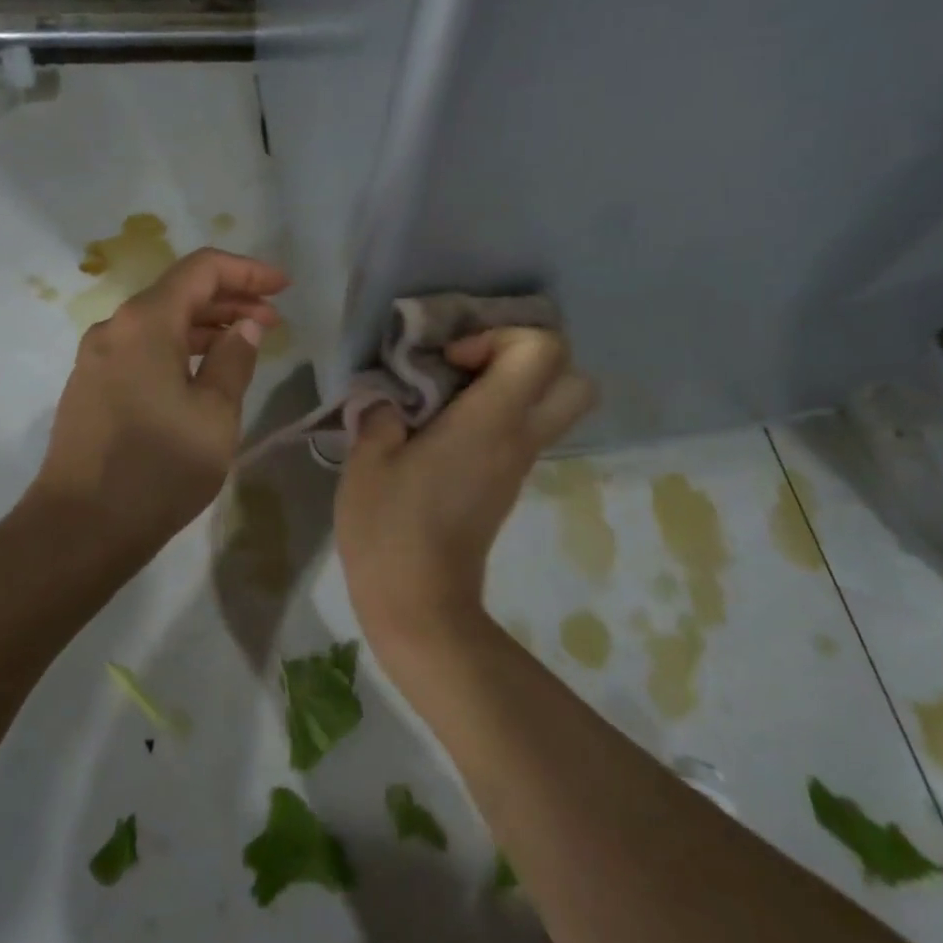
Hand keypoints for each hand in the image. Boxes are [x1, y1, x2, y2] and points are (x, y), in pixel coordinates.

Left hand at [33, 248, 288, 561]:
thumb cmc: (159, 469)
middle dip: (230, 299)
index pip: (202, 270)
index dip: (247, 271)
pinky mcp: (91, 385)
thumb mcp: (215, 414)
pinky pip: (142, 348)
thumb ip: (234, 359)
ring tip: (246, 343)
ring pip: (159, 321)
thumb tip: (245, 326)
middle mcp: (115, 327)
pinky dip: (178, 347)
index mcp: (145, 322)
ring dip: (205, 326)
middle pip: (179, 292)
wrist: (80, 528)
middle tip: (273, 319)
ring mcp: (96, 357)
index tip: (284, 287)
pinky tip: (203, 370)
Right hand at [335, 328, 595, 656]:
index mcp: (491, 422)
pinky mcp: (506, 486)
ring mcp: (518, 465)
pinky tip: (444, 428)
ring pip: (552, 406)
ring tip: (451, 394)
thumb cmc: (391, 529)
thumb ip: (380, 415)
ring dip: (511, 386)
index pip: (541, 350)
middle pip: (574, 377)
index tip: (452, 361)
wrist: (420, 606)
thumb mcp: (367, 461)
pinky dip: (498, 415)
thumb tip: (389, 402)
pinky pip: (523, 432)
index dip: (499, 337)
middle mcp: (519, 438)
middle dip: (528, 357)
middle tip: (474, 366)